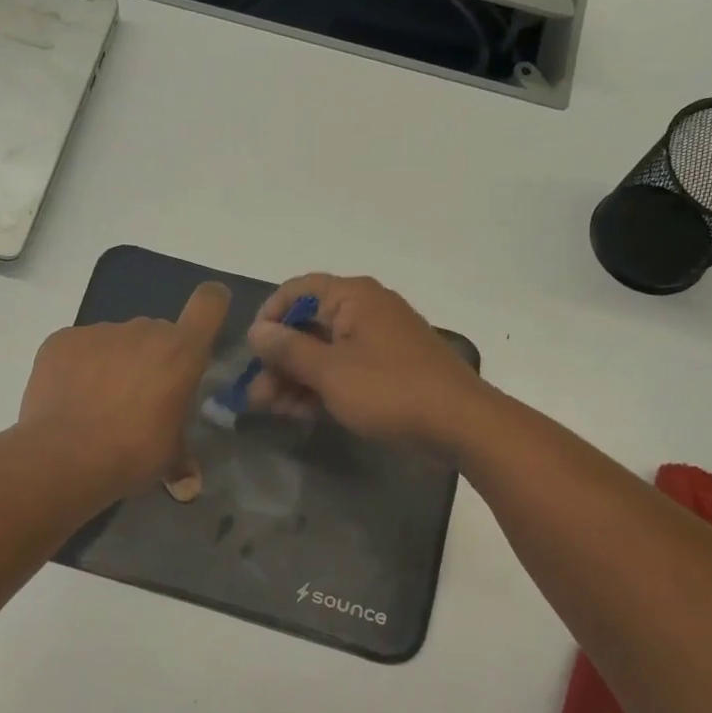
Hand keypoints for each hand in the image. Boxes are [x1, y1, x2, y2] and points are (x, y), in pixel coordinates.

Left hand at [19, 282, 230, 494]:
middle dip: (152, 358)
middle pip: (157, 332)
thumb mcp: (168, 457)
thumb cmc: (132, 454)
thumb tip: (189, 485)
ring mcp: (100, 331)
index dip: (211, 306)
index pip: (209, 303)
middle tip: (139, 397)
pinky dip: (78, 367)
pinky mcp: (62, 340)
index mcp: (181, 353)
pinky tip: (69, 399)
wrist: (65, 457)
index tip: (203, 325)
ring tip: (97, 403)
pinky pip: (79, 348)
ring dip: (114, 363)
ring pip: (116, 341)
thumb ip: (182, 458)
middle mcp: (144, 330)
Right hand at [245, 274, 480, 444]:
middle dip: (279, 360)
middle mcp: (365, 309)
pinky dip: (321, 387)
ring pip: (324, 352)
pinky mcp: (388, 368)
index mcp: (352, 296)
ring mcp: (379, 340)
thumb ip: (288, 349)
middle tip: (257, 395)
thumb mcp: (329, 371)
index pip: (297, 290)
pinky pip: (345, 369)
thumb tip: (257, 331)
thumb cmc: (389, 390)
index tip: (253, 352)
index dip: (269, 317)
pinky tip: (301, 413)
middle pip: (308, 325)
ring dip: (296, 378)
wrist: (459, 422)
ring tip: (275, 410)